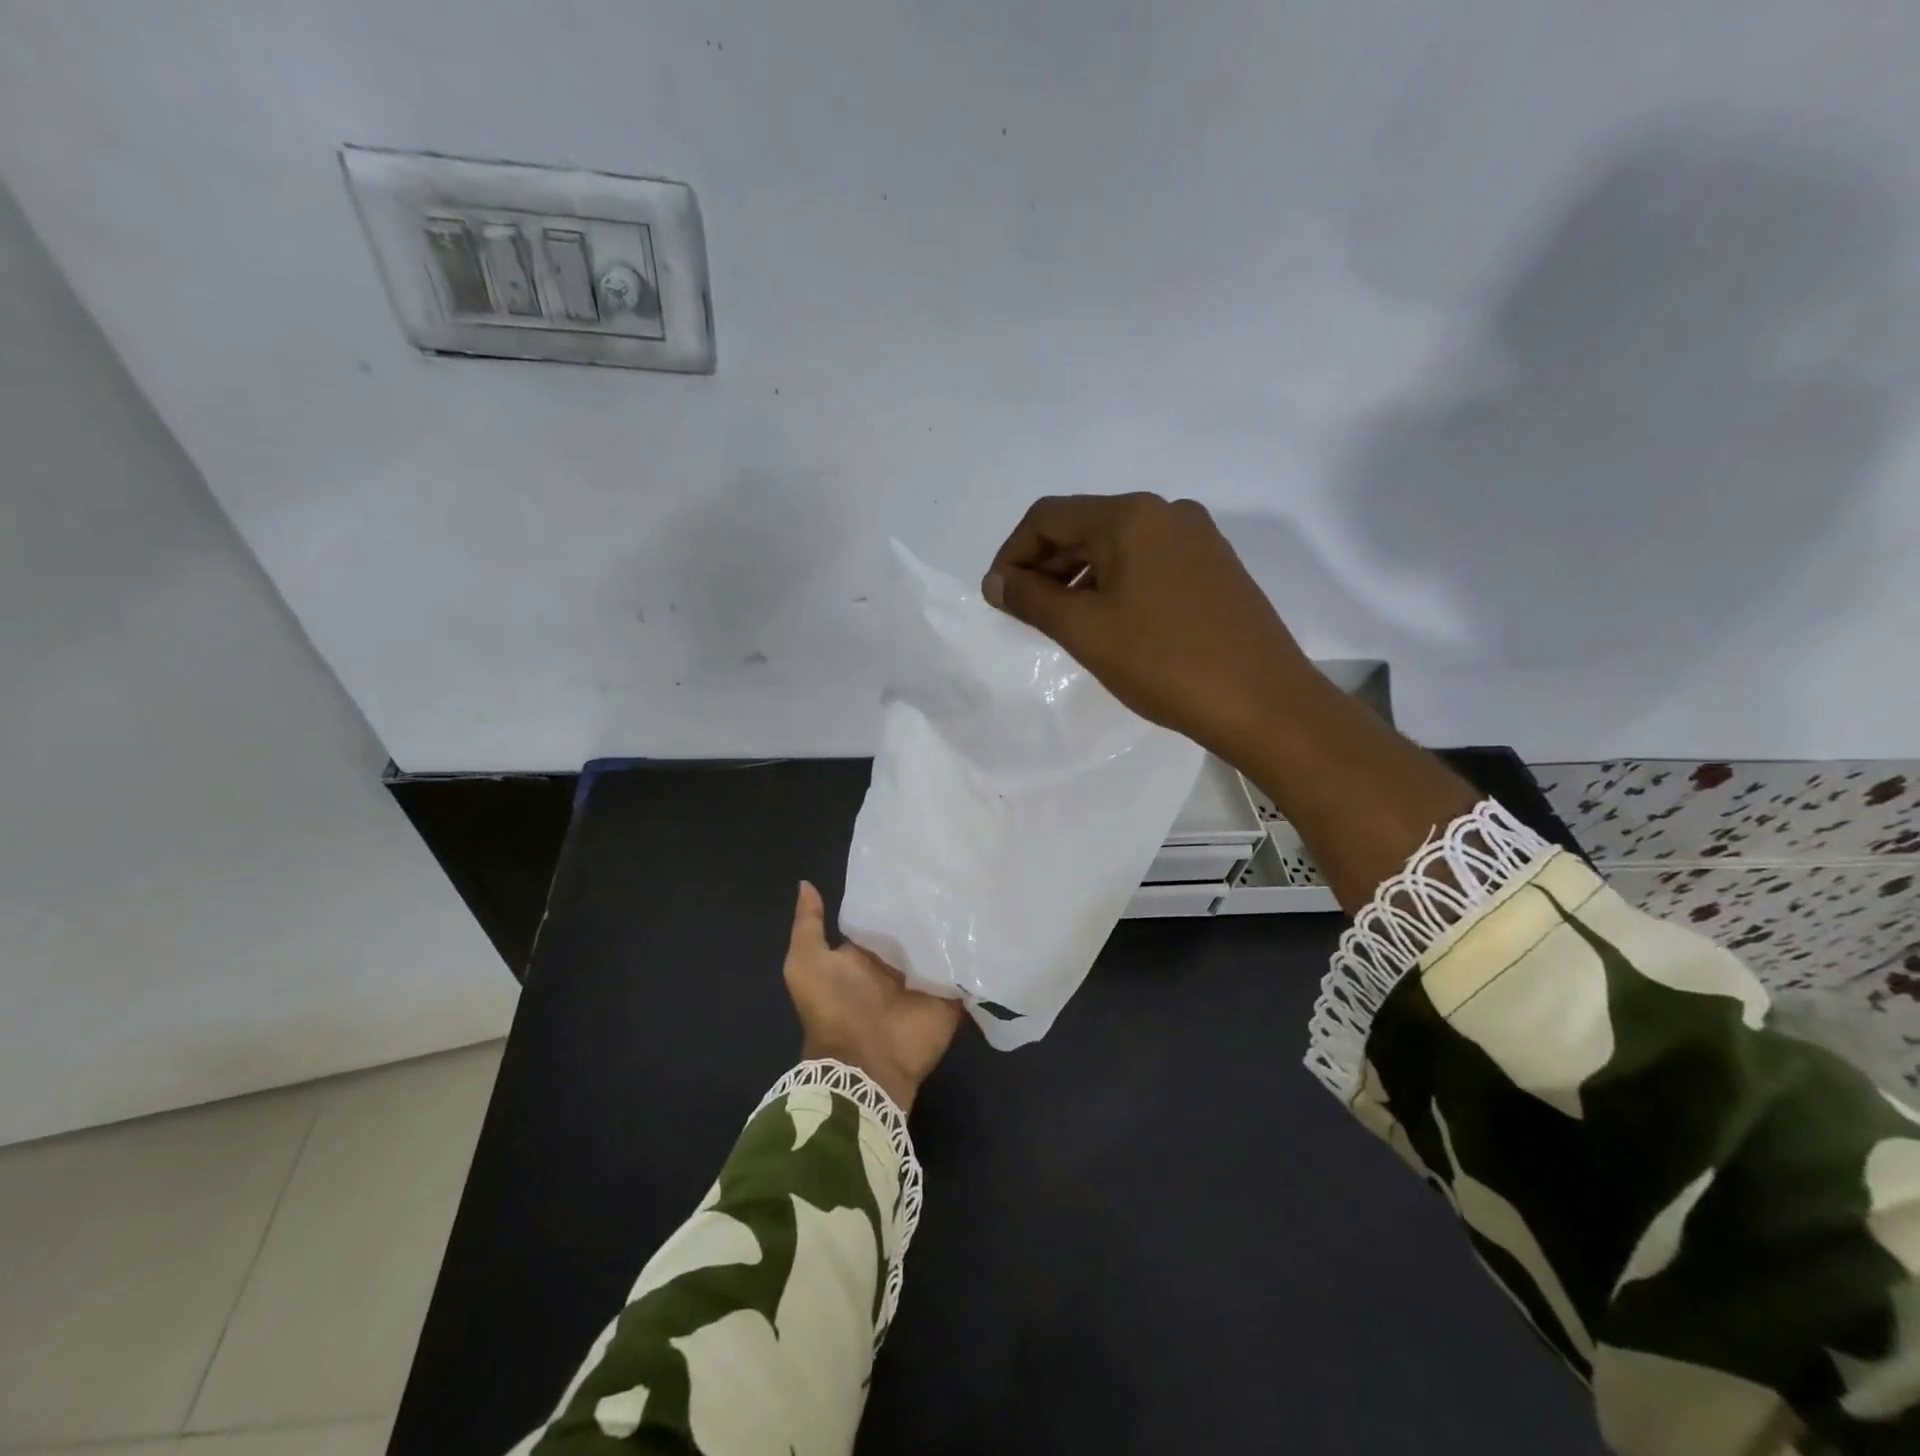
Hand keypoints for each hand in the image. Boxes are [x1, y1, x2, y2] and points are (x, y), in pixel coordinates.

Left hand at [783, 881, 963, 1112]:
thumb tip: (806, 884)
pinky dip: (976, 954)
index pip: (882, 916)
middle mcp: (897, 964)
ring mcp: (926, 980)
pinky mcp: (951, 996)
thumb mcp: (806, 963)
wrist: (866, 1063)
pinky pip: (967, 971)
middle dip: (931, 904)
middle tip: (953, 866)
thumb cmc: (833, 1009)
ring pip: (944, 945)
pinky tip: (991, 922)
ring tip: (977, 885)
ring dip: (957, 925)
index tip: (912, 861)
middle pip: (917, 928)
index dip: (893, 891)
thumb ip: (808, 925)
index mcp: (866, 954)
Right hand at [983, 493, 1320, 761]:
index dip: (1012, 553)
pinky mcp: (1216, 568)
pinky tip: (1109, 622)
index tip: (998, 597)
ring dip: (1079, 577)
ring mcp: (1198, 538)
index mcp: (1132, 515)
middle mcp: (1168, 512)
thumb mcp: (1085, 631)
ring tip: (1062, 623)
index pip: (1049, 517)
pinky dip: (1115, 584)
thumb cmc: (1165, 663)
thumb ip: (1032, 599)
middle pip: (1084, 526)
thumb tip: (996, 582)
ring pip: (1117, 546)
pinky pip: (1148, 563)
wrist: (1263, 703)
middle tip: (1024, 613)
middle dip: (1045, 566)